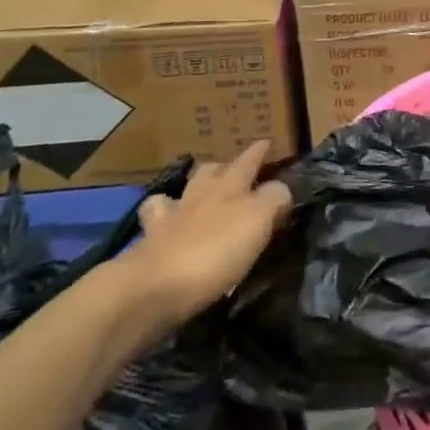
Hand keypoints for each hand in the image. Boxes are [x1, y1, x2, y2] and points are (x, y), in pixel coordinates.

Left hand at [116, 142, 293, 340]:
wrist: (153, 288)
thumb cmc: (215, 253)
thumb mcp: (258, 222)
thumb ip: (274, 199)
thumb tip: (281, 188)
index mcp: (230, 187)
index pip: (250, 161)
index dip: (260, 152)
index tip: (267, 142)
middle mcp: (200, 194)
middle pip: (213, 170)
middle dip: (225, 166)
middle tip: (236, 170)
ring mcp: (170, 216)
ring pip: (184, 189)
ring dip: (194, 186)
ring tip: (202, 191)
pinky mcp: (149, 242)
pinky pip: (156, 218)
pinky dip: (162, 214)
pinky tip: (166, 222)